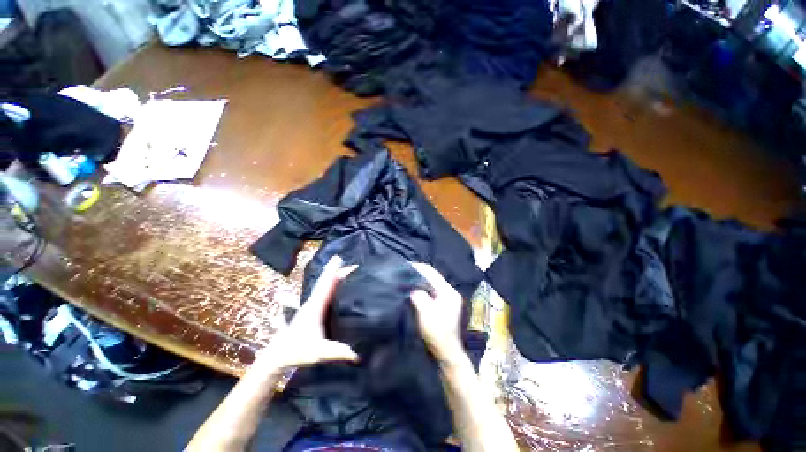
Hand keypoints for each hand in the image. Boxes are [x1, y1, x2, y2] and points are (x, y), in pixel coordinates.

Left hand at [254, 256, 358, 373]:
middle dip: (335, 269)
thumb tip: (357, 353)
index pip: (325, 285)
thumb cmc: (295, 352)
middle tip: (346, 259)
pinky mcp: (314, 310)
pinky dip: (332, 284)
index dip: (333, 272)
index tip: (339, 259)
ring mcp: (313, 306)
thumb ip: (336, 352)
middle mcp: (314, 302)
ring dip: (333, 275)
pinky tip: (337, 284)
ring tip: (345, 267)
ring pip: (325, 286)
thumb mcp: (317, 353)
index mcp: (315, 307)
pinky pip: (325, 292)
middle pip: (326, 281)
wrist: (277, 356)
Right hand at [410, 262, 464, 360]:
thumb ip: (419, 296)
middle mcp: (449, 292)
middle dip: (418, 274)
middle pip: (432, 277)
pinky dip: (421, 289)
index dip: (418, 268)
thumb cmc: (437, 333)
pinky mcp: (443, 305)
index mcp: (448, 292)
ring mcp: (447, 299)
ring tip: (406, 280)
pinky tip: (413, 290)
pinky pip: (430, 291)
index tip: (405, 266)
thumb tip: (412, 288)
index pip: (432, 273)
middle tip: (404, 273)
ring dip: (419, 281)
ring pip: (430, 284)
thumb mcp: (426, 313)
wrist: (446, 354)